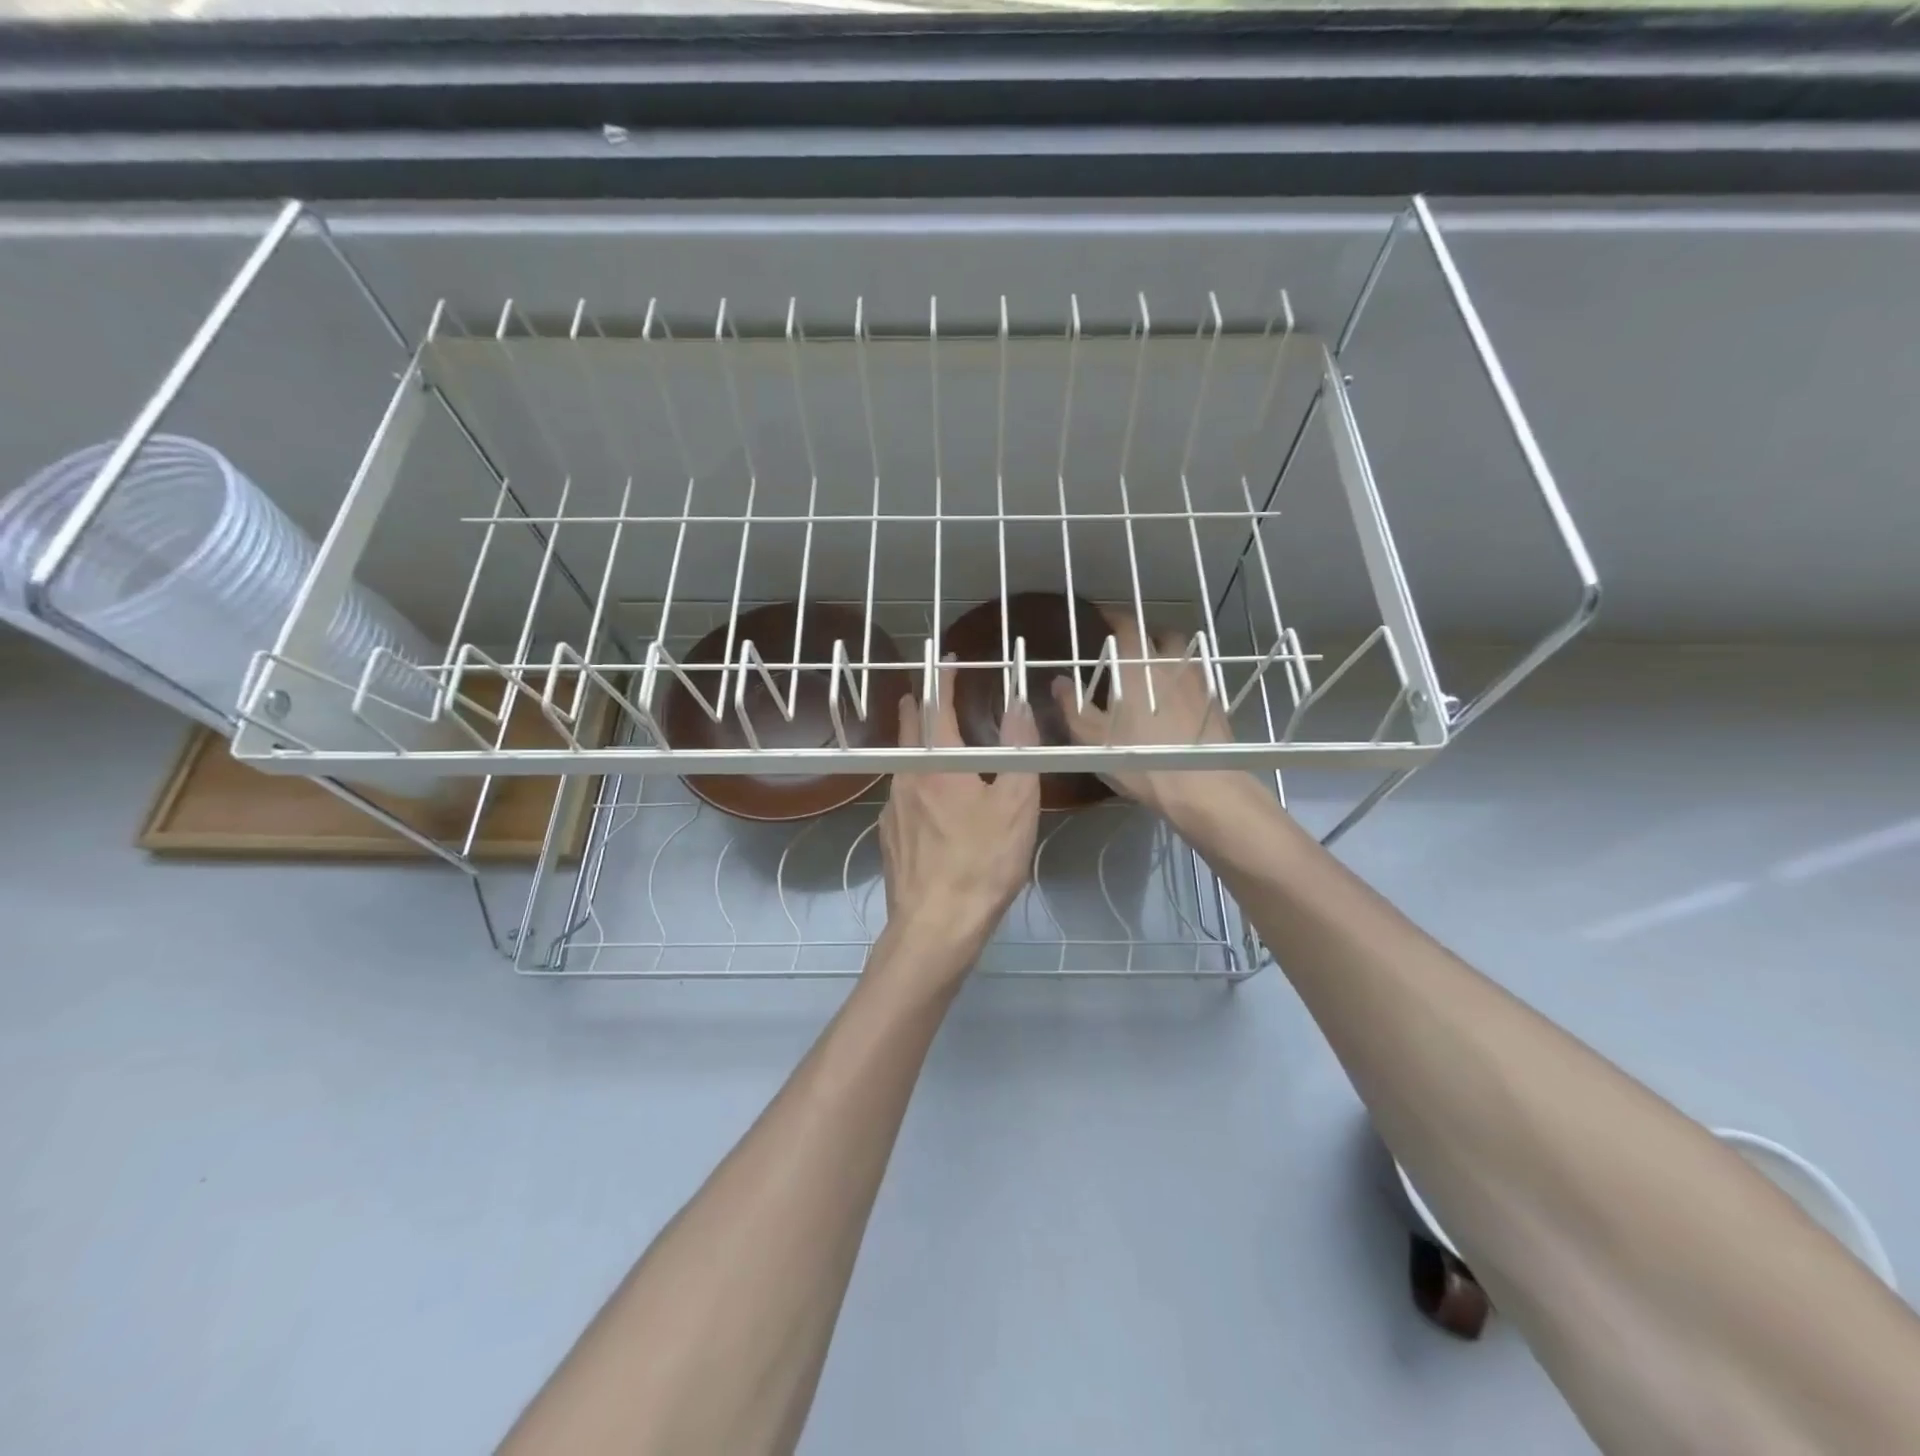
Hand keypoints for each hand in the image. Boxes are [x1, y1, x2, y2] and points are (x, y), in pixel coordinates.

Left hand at [876, 661, 1041, 980]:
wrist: (935, 927)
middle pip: (908, 730)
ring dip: (918, 746)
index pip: (936, 706)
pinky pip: (903, 797)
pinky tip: (932, 803)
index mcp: (937, 764)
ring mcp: (891, 810)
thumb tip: (1020, 702)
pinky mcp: (889, 838)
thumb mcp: (1016, 804)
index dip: (943, 679)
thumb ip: (1019, 750)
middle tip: (928, 692)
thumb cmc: (982, 862)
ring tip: (937, 745)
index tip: (949, 660)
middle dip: (918, 705)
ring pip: (904, 765)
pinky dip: (918, 783)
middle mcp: (906, 778)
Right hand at [1050, 609, 1243, 827]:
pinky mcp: (1216, 704)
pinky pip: (1198, 681)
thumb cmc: (1139, 758)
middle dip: (1147, 636)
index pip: (1126, 626)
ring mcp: (1198, 682)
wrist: (1201, 785)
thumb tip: (1059, 681)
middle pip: (1161, 635)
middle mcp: (1170, 664)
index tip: (1104, 618)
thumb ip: (1072, 706)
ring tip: (1155, 675)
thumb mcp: (1092, 738)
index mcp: (1137, 665)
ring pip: (1183, 656)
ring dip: (1169, 658)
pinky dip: (1185, 683)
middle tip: (1131, 650)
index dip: (1114, 618)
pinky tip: (1177, 702)